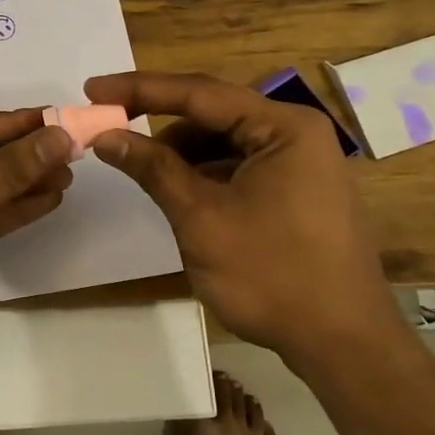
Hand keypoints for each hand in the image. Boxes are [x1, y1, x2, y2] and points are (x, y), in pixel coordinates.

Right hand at [83, 71, 401, 367]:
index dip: (140, 89)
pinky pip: (239, 168)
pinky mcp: (297, 191)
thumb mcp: (202, 218)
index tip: (92, 88)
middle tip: (108, 128)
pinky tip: (178, 195)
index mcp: (284, 127)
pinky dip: (204, 176)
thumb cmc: (272, 275)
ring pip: (224, 144)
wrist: (342, 345)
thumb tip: (105, 135)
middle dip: (159, 124)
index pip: (199, 94)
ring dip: (180, 154)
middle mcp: (296, 133)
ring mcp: (300, 163)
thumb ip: (153, 169)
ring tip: (140, 171)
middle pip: (214, 115)